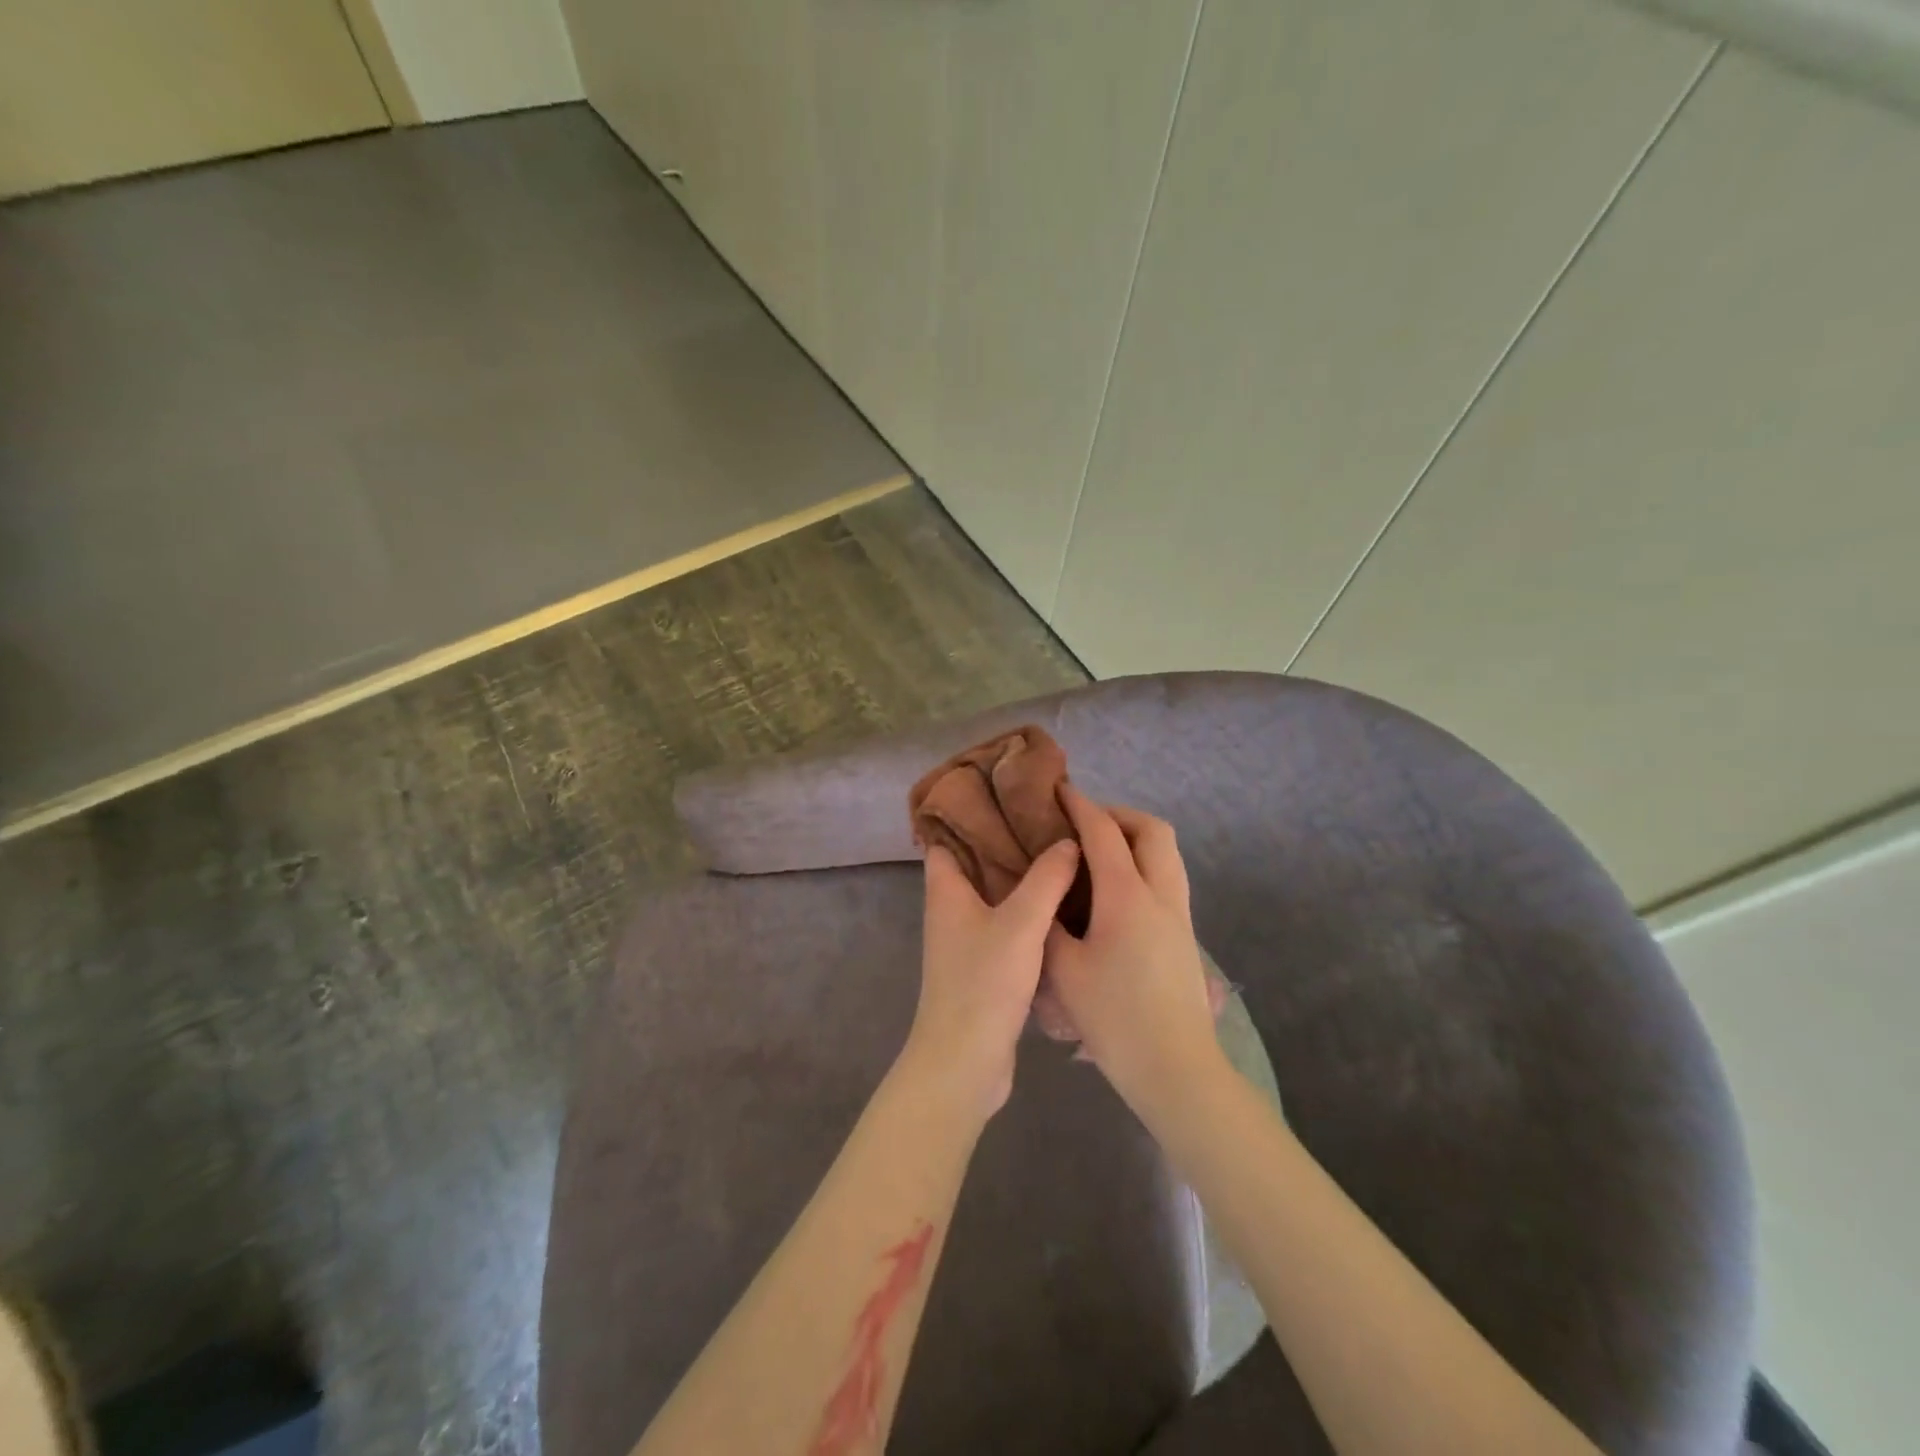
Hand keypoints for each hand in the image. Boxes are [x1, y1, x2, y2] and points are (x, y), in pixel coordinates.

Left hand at [902, 839, 1080, 1119]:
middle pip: (973, 862)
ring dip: (1019, 875)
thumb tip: (1068, 840)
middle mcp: (950, 910)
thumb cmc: (983, 984)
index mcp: (945, 890)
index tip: (1003, 792)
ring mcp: (965, 940)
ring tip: (1060, 852)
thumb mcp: (1020, 923)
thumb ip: (1046, 879)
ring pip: (992, 894)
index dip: (967, 811)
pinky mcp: (983, 966)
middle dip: (1003, 840)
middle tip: (1046, 819)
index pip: (945, 837)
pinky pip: (1005, 923)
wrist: (965, 1062)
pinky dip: (1026, 909)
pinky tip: (1061, 904)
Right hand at [1045, 786, 1224, 1118]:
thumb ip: (1048, 925)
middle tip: (1084, 825)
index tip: (1059, 791)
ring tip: (1099, 853)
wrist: (1175, 1068)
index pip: (1103, 833)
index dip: (1080, 806)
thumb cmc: (1114, 1018)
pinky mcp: (1185, 935)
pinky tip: (1115, 893)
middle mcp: (1161, 894)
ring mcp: (1179, 914)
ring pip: (1167, 853)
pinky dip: (1145, 864)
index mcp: (1127, 895)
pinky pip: (1168, 877)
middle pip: (1152, 830)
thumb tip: (1043, 898)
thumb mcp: (1063, 970)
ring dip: (1136, 838)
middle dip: (1119, 815)